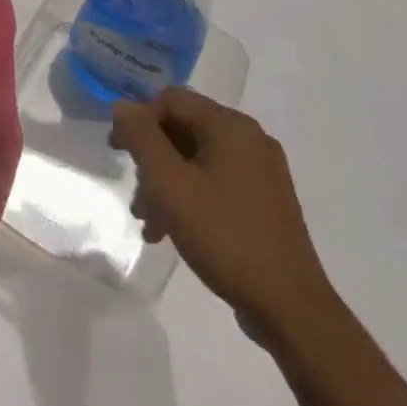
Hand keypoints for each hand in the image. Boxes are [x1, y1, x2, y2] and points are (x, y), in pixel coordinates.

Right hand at [110, 88, 333, 338]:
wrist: (289, 306)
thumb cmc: (224, 235)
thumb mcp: (170, 184)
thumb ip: (142, 137)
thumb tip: (122, 106)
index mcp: (230, 126)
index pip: (171, 99)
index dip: (138, 119)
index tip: (117, 153)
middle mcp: (249, 139)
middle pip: (183, 129)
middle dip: (151, 159)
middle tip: (136, 196)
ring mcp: (261, 171)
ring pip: (196, 159)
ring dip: (166, 183)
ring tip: (149, 223)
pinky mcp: (265, 201)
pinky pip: (215, 182)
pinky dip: (189, 197)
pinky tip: (172, 232)